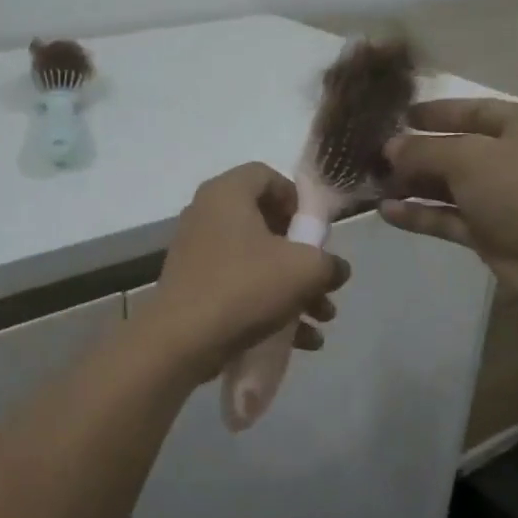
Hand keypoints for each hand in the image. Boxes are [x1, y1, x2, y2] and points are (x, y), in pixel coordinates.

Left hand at [144, 163, 348, 381]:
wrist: (182, 340)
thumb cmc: (245, 287)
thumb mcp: (304, 270)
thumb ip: (329, 263)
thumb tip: (334, 269)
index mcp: (227, 193)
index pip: (267, 176)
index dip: (298, 200)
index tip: (316, 232)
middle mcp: (206, 215)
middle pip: (266, 224)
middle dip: (303, 258)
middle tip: (324, 282)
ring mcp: (197, 252)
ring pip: (256, 261)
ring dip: (293, 288)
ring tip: (321, 319)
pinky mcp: (193, 286)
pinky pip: (239, 286)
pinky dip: (269, 306)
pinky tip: (299, 340)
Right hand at [379, 100, 517, 307]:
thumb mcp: (468, 157)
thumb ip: (423, 150)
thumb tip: (389, 148)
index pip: (474, 109)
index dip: (435, 112)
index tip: (397, 117)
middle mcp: (516, 157)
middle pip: (458, 149)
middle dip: (416, 153)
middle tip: (374, 156)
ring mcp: (504, 198)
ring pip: (450, 186)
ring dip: (414, 185)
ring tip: (372, 185)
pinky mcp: (492, 233)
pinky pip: (449, 217)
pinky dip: (421, 214)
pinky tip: (386, 213)